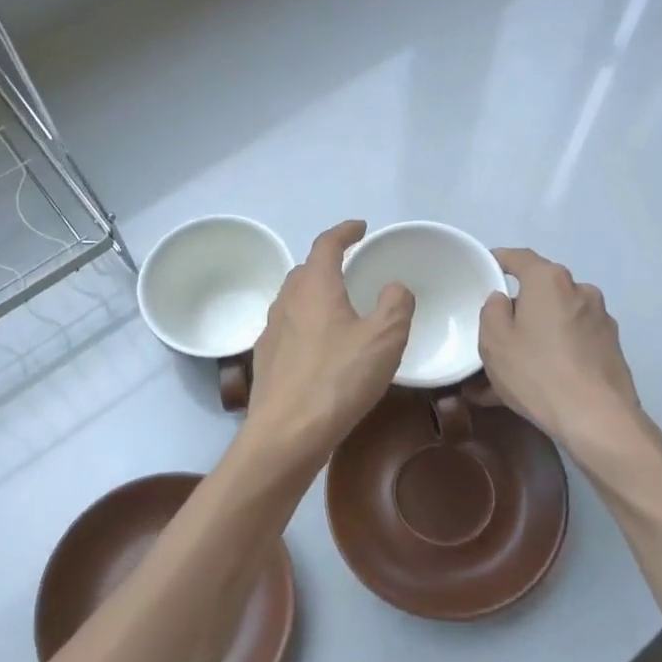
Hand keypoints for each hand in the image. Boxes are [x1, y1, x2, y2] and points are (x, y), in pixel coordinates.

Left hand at [244, 221, 413, 462]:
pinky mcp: (265, 359)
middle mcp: (287, 301)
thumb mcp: (385, 339)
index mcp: (314, 287)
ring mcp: (270, 331)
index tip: (360, 228)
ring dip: (315, 296)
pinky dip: (306, 325)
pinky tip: (319, 348)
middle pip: (305, 270)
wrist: (287, 432)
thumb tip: (394, 287)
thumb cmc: (339, 379)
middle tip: (351, 270)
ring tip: (338, 309)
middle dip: (328, 264)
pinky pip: (288, 329)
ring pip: (294, 300)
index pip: (326, 244)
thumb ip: (396, 305)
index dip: (345, 232)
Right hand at [479, 248, 642, 453]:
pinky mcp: (611, 348)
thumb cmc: (537, 372)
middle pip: (541, 291)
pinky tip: (537, 384)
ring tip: (512, 370)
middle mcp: (580, 291)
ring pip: (556, 321)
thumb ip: (492, 311)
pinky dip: (554, 354)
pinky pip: (572, 343)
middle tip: (496, 333)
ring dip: (536, 337)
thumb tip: (503, 300)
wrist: (597, 418)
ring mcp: (601, 320)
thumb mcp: (494, 342)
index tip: (484, 268)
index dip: (499, 260)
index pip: (519, 258)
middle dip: (519, 308)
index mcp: (549, 281)